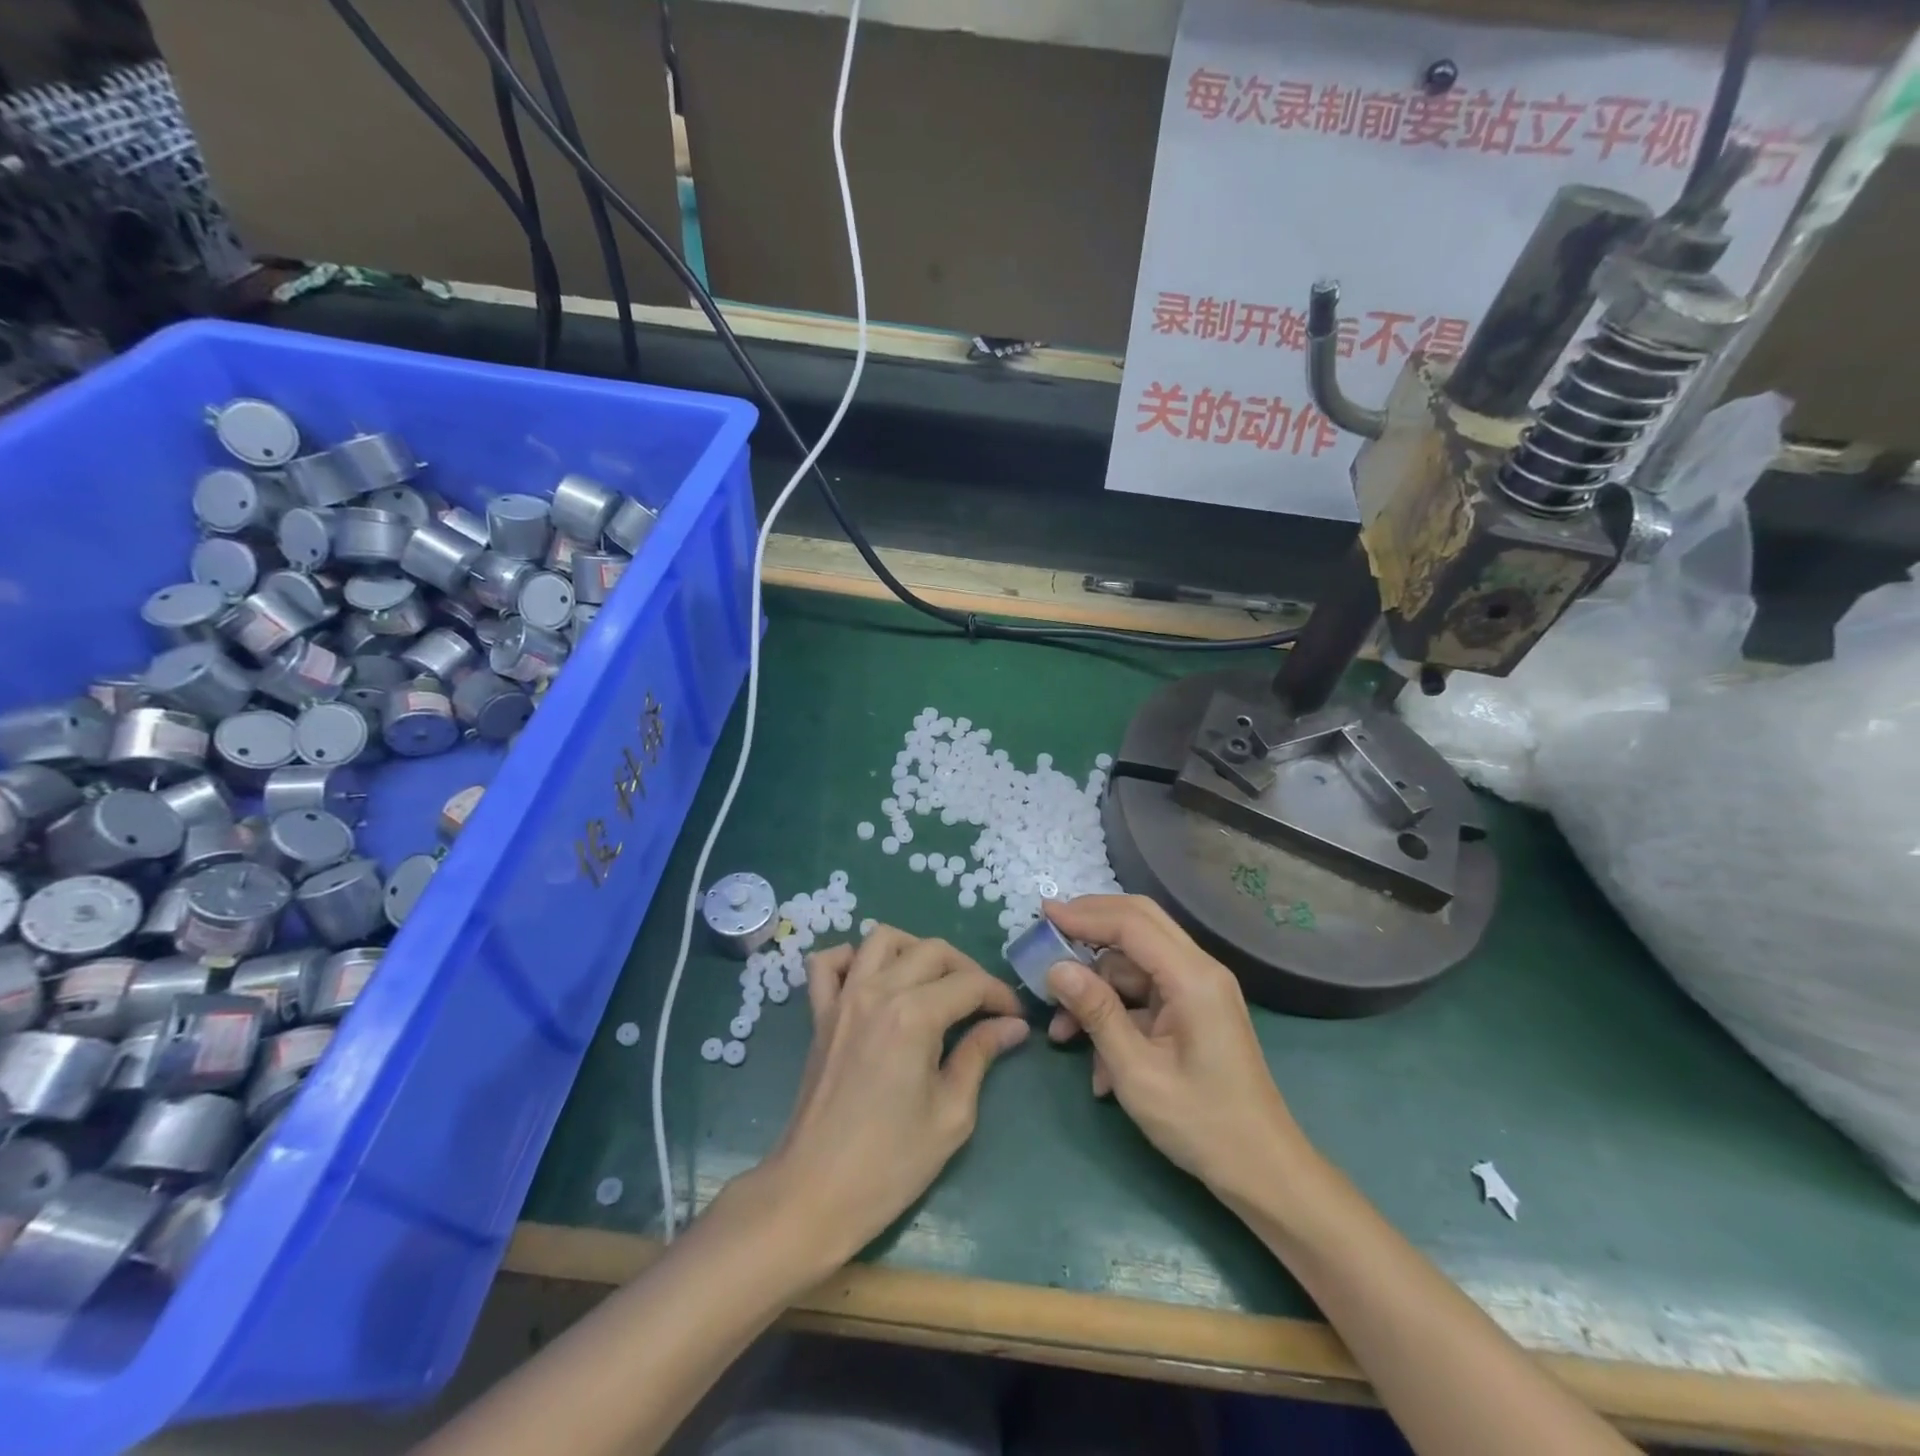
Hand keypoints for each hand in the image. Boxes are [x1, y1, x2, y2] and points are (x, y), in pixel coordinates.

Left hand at [757, 926, 1028, 1268]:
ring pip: (881, 939)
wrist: (815, 1193)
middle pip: (932, 950)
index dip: (1000, 995)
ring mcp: (842, 998)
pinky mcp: (819, 1014)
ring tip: (934, 982)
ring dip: (915, 950)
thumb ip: (980, 1055)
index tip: (1015, 1017)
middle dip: (967, 969)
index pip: (969, 984)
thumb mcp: (951, 1114)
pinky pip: (827, 963)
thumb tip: (1012, 1026)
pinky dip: (851, 958)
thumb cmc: (891, 1163)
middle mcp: (877, 991)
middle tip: (984, 1004)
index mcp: (914, 1016)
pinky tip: (872, 980)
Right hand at [1043, 895, 1311, 1197]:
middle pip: (1139, 923)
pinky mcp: (1193, 1011)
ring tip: (1061, 1031)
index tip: (1043, 914)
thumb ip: (1097, 1013)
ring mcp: (1198, 990)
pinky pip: (1144, 993)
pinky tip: (1095, 1062)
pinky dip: (1115, 1013)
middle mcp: (1199, 970)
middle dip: (1090, 925)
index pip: (1131, 924)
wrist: (1262, 1171)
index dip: (1084, 914)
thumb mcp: (1137, 1073)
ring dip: (1096, 986)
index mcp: (1193, 978)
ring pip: (1135, 963)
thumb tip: (1055, 968)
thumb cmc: (1202, 1124)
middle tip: (1048, 933)